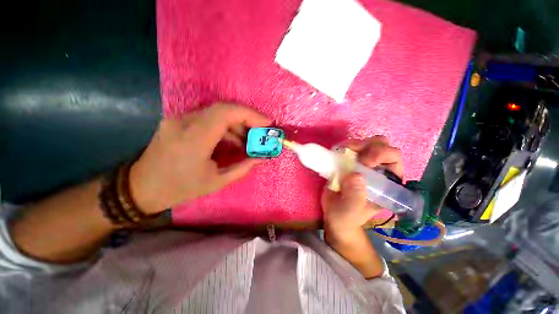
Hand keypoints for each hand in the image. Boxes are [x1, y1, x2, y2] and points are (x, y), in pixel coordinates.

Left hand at [129, 104, 270, 213]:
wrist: (141, 187)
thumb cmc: (180, 188)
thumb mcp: (216, 182)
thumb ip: (242, 168)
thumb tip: (261, 158)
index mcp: (194, 139)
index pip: (225, 113)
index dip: (250, 114)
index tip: (267, 122)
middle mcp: (184, 122)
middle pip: (223, 109)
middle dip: (247, 118)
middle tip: (260, 131)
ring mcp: (178, 119)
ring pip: (216, 112)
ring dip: (236, 124)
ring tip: (246, 141)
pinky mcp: (178, 121)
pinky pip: (208, 118)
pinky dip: (224, 126)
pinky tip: (231, 140)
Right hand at [321, 136, 402, 244]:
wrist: (334, 214)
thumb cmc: (347, 216)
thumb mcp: (351, 210)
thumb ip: (355, 196)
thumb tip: (354, 175)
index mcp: (387, 182)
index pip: (394, 159)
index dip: (382, 155)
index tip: (364, 162)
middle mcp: (378, 169)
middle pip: (382, 145)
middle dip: (369, 146)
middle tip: (353, 153)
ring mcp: (362, 163)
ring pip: (367, 143)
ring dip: (356, 143)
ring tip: (343, 151)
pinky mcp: (348, 161)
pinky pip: (350, 147)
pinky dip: (344, 146)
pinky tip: (337, 151)